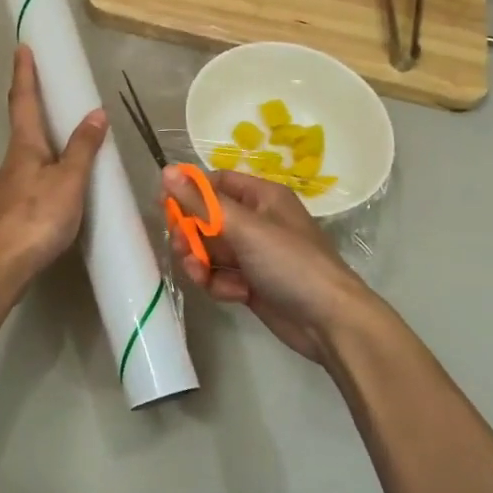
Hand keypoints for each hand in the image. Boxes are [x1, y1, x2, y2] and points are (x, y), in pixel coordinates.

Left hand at [0, 46, 107, 282]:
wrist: (3, 264)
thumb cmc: (37, 217)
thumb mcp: (69, 180)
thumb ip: (83, 148)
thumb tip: (96, 113)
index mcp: (26, 145)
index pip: (24, 99)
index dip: (25, 72)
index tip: (22, 47)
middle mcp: (15, 158)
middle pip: (22, 119)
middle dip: (29, 94)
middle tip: (41, 75)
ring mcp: (14, 182)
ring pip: (28, 145)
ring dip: (40, 126)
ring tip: (60, 117)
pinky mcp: (18, 204)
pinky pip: (35, 168)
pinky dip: (48, 155)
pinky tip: (60, 167)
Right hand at [162, 167, 374, 363]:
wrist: (329, 321)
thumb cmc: (290, 262)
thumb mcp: (244, 228)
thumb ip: (202, 202)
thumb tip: (167, 170)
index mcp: (262, 197)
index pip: (216, 182)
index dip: (189, 191)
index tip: (163, 204)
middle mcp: (257, 221)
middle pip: (207, 218)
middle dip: (190, 233)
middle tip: (180, 246)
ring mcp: (254, 255)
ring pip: (210, 250)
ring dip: (200, 262)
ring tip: (201, 274)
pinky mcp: (251, 284)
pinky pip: (221, 276)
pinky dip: (219, 284)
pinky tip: (232, 294)